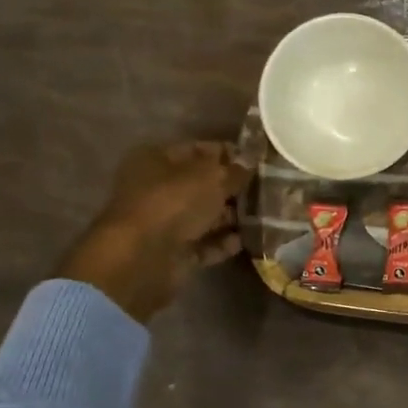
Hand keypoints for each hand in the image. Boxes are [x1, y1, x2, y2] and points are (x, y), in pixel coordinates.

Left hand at [56, 142, 250, 323]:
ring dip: (231, 217)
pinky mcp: (171, 251)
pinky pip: (202, 243)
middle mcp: (156, 188)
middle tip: (265, 192)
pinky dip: (221, 243)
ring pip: (204, 215)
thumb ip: (235, 170)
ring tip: (263, 217)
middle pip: (202, 184)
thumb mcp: (212, 178)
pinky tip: (244, 241)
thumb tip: (251, 160)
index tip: (258, 162)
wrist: (142, 258)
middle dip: (233, 189)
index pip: (199, 150)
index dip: (229, 154)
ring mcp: (163, 222)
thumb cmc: (173, 203)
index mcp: (157, 159)